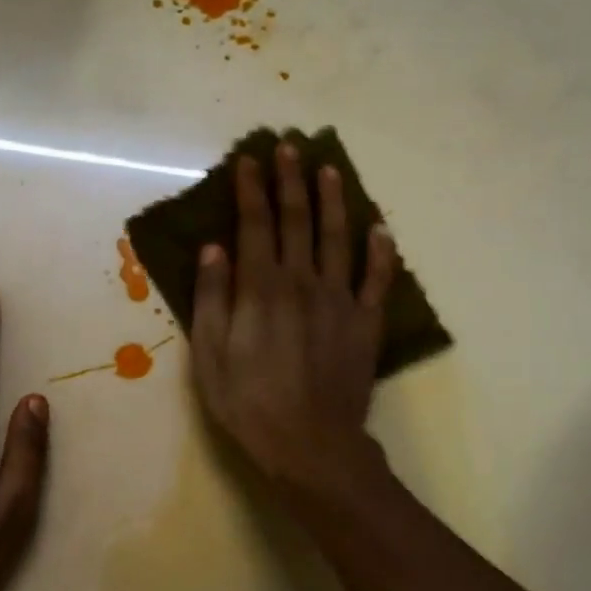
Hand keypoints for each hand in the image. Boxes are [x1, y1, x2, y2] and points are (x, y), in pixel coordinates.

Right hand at [191, 143, 398, 492]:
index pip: (255, 225)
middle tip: (290, 147)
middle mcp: (302, 282)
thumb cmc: (247, 403)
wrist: (309, 443)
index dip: (252, 190)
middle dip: (291, 181)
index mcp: (261, 288)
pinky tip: (379, 228)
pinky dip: (380, 251)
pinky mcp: (365, 323)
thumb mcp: (210, 355)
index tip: (250, 159)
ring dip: (333, 201)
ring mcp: (339, 300)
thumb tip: (214, 248)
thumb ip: (212, 298)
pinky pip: (376, 279)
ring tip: (330, 170)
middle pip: (297, 221)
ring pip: (338, 238)